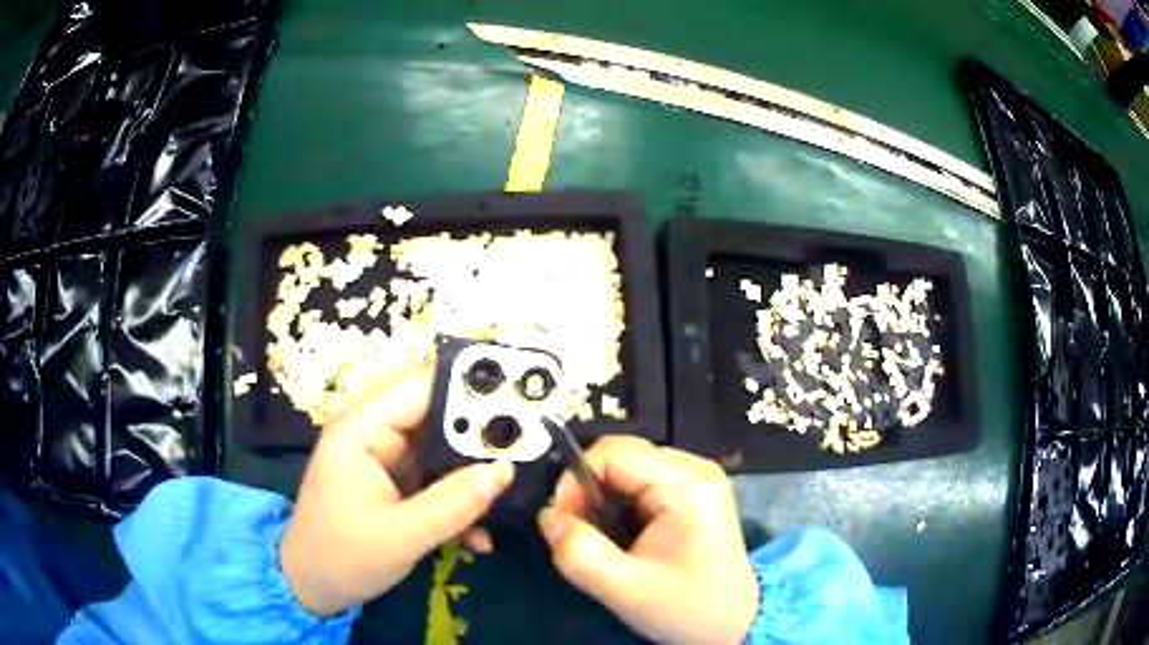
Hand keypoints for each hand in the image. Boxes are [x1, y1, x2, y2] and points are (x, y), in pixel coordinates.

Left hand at [280, 364, 514, 615]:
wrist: (311, 588)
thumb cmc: (343, 557)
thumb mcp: (402, 536)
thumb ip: (454, 503)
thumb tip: (505, 471)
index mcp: (362, 428)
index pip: (422, 386)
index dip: (472, 387)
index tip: (523, 397)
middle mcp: (372, 432)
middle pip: (436, 413)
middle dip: (482, 432)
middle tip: (530, 444)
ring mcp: (383, 458)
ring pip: (440, 447)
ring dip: (474, 469)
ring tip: (516, 486)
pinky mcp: (392, 483)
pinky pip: (434, 477)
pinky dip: (458, 496)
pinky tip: (480, 532)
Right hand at [539, 436, 757, 644]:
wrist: (736, 623)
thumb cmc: (685, 607)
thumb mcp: (624, 589)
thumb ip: (578, 553)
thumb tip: (548, 517)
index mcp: (686, 483)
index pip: (612, 452)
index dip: (576, 481)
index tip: (564, 523)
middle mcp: (695, 468)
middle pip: (620, 458)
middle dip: (589, 494)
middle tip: (582, 536)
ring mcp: (697, 479)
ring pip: (627, 471)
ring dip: (604, 502)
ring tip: (605, 542)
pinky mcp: (694, 493)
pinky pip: (642, 484)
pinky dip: (622, 506)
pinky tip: (625, 538)